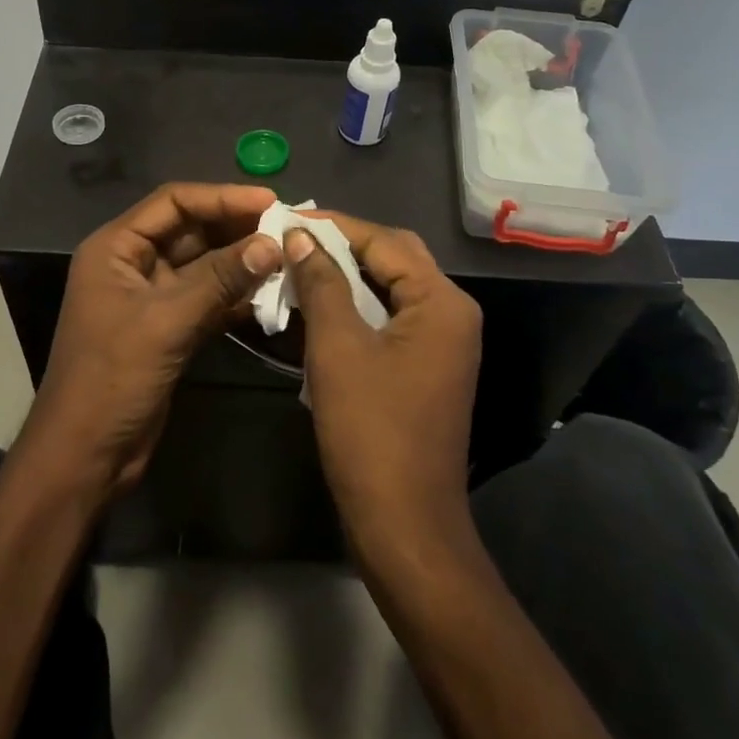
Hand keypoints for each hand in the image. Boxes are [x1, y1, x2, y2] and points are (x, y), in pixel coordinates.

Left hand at [22, 183, 282, 498]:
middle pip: (191, 230)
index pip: (173, 202)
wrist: (85, 456)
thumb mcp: (166, 322)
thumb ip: (220, 279)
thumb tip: (272, 243)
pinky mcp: (169, 328)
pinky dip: (237, 296)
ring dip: (242, 262)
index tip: (270, 201)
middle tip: (287, 227)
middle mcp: (133, 264)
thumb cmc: (112, 379)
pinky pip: (208, 298)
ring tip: (289, 256)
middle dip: (237, 228)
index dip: (222, 197)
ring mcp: (152, 297)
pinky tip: (273, 294)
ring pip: (204, 266)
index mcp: (116, 248)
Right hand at [285, 215, 481, 539]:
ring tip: (298, 266)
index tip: (288, 217)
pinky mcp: (426, 367)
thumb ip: (322, 283)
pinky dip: (355, 308)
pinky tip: (317, 307)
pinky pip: (390, 319)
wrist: (403, 522)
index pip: (385, 241)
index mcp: (441, 302)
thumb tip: (302, 236)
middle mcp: (451, 313)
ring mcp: (442, 343)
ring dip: (346, 277)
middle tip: (293, 239)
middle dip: (343, 246)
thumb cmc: (370, 430)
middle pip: (394, 258)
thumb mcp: (338, 348)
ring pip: (390, 289)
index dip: (334, 226)